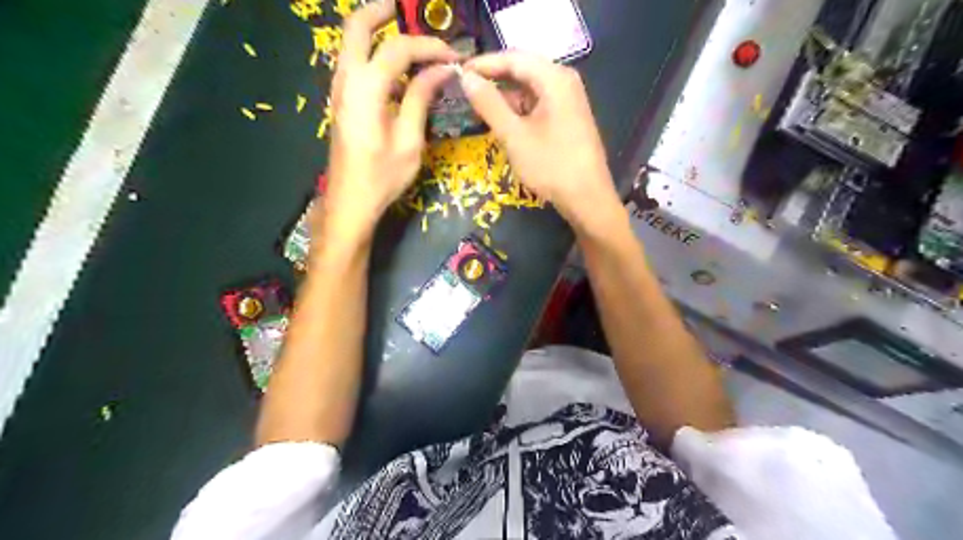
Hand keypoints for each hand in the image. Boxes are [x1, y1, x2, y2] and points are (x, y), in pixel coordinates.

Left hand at [324, 0, 457, 240]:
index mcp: (366, 88)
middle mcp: (346, 80)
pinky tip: (394, 67)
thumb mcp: (409, 140)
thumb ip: (421, 98)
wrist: (349, 202)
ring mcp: (338, 90)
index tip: (453, 56)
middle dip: (382, 11)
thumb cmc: (382, 176)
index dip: (428, 46)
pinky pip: (353, 63)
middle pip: (357, 27)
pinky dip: (371, 52)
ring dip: (375, 30)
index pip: (398, 49)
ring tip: (406, 35)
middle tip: (407, 9)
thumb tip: (441, 69)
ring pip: (351, 43)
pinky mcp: (340, 102)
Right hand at [461, 51, 624, 232]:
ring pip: (529, 89)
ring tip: (478, 107)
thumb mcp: (514, 135)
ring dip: (505, 97)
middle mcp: (564, 82)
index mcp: (555, 79)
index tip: (458, 73)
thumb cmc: (550, 166)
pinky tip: (502, 121)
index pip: (513, 58)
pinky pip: (538, 104)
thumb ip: (489, 104)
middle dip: (494, 79)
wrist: (587, 198)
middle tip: (465, 90)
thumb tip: (466, 79)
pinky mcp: (567, 117)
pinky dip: (519, 110)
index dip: (483, 64)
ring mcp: (568, 100)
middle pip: (523, 70)